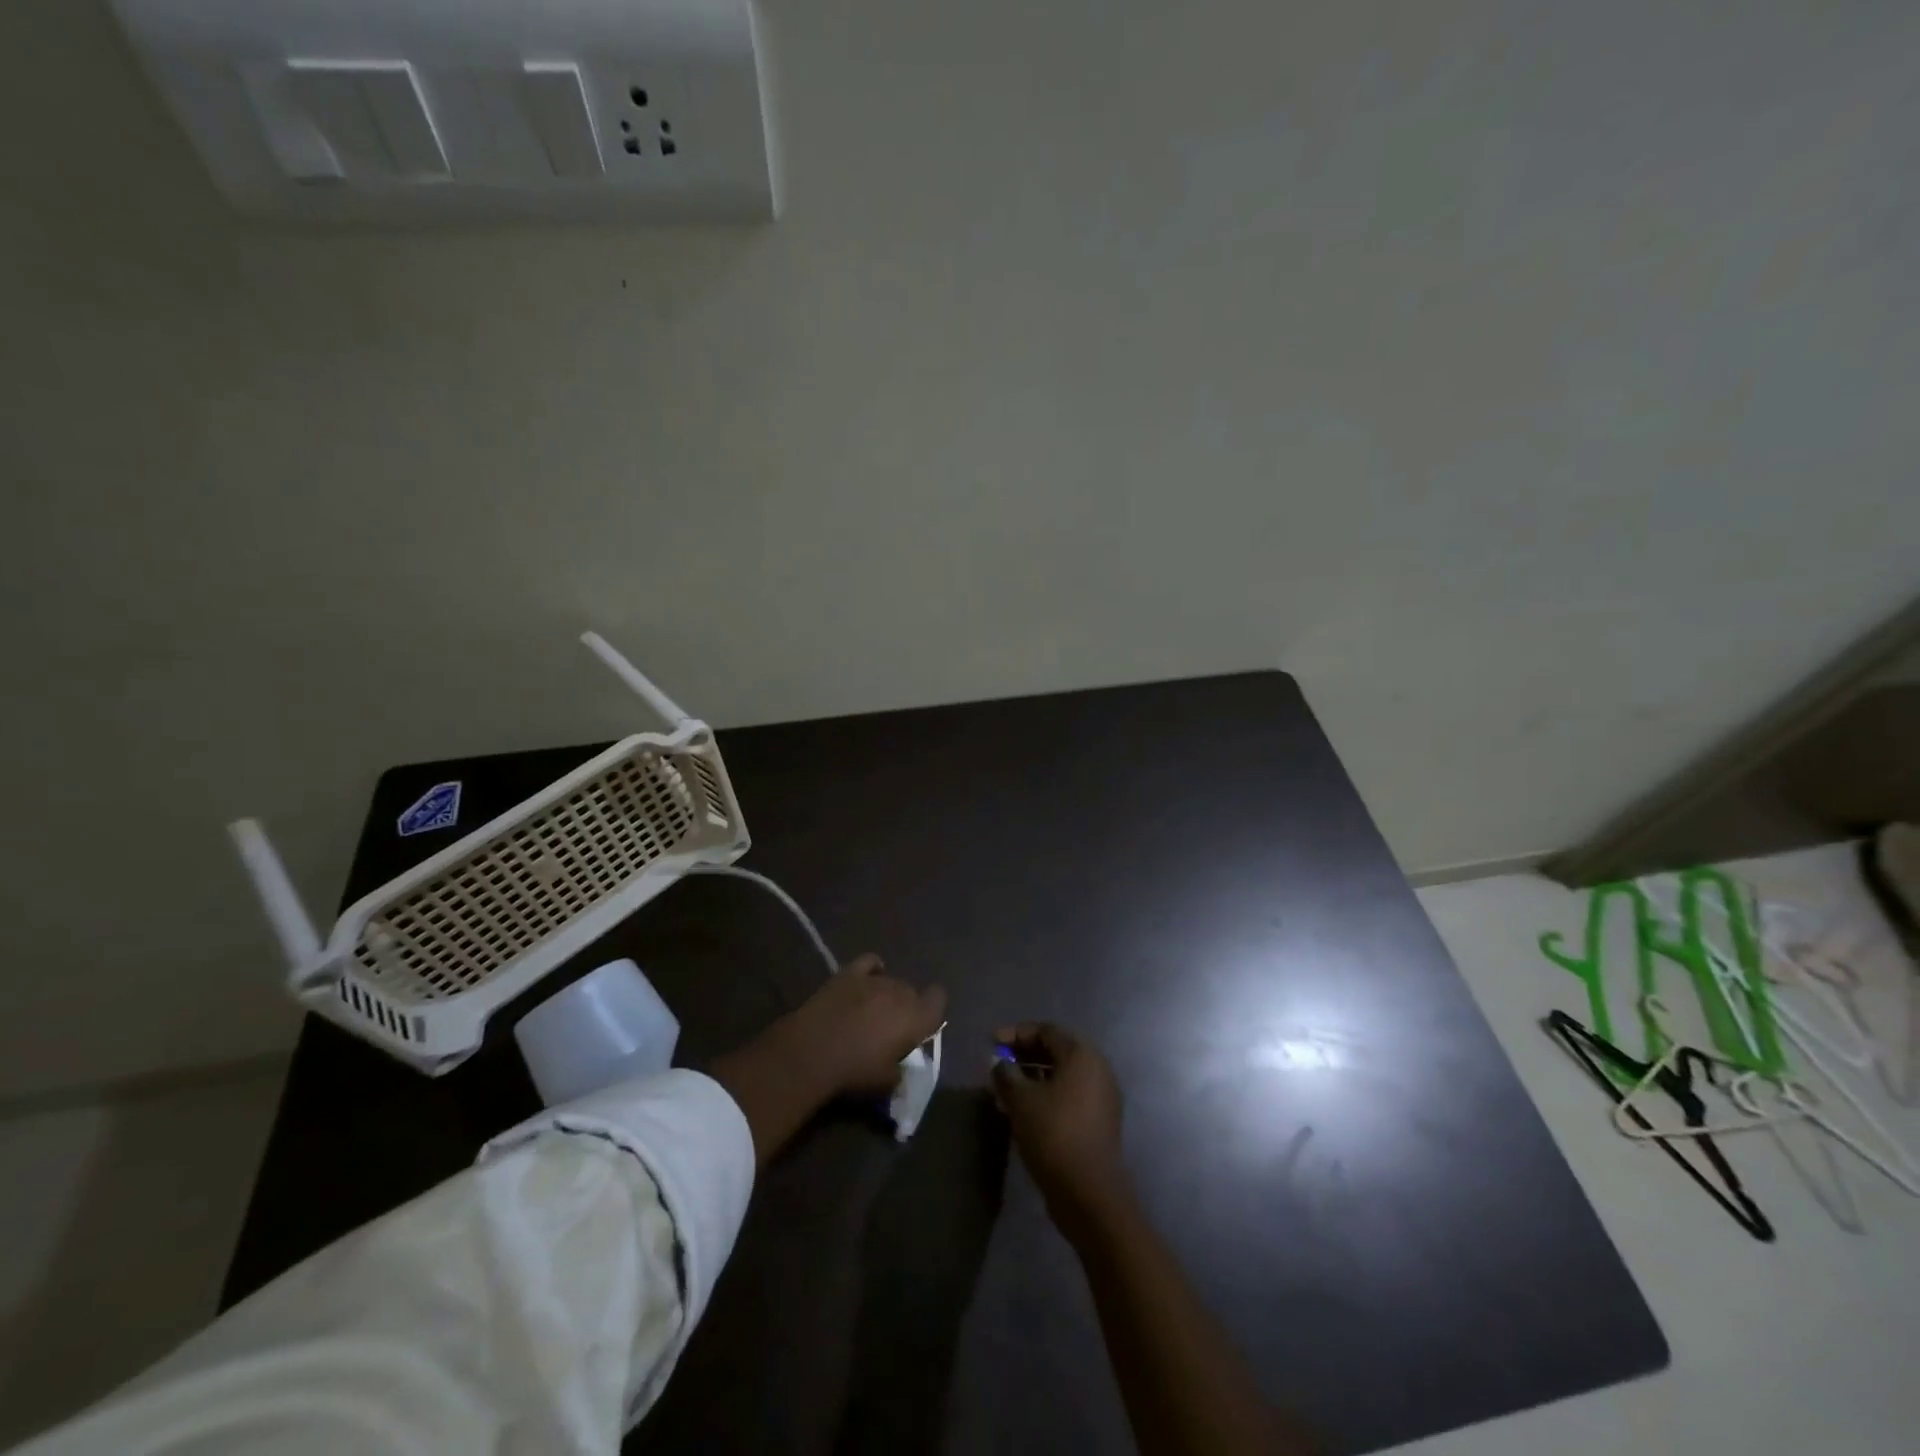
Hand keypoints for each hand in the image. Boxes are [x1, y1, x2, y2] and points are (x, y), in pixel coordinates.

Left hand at [776, 953, 947, 1097]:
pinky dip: (872, 970)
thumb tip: (901, 1067)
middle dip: (905, 1007)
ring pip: (891, 980)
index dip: (932, 1009)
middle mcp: (900, 991)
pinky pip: (870, 962)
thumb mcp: (886, 1084)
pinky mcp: (849, 973)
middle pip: (912, 992)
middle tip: (890, 1030)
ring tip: (870, 1013)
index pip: (938, 999)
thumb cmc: (855, 1072)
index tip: (922, 1026)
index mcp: (916, 1017)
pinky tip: (866, 982)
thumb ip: (901, 1072)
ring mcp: (874, 979)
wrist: (812, 1052)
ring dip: (886, 994)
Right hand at [991, 1022, 1129, 1237]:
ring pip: (1062, 1076)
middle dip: (1024, 1055)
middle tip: (998, 1064)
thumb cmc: (1053, 1134)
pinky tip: (1022, 1110)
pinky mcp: (1100, 1120)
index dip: (1016, 1034)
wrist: (1089, 1192)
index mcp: (1082, 1055)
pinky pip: (1069, 1096)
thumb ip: (1006, 1074)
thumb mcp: (1021, 1100)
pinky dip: (1046, 1095)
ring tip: (1004, 1090)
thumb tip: (999, 1063)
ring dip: (1032, 1077)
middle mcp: (1097, 1068)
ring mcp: (1101, 1096)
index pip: (1046, 1031)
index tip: (991, 1042)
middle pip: (1056, 1051)